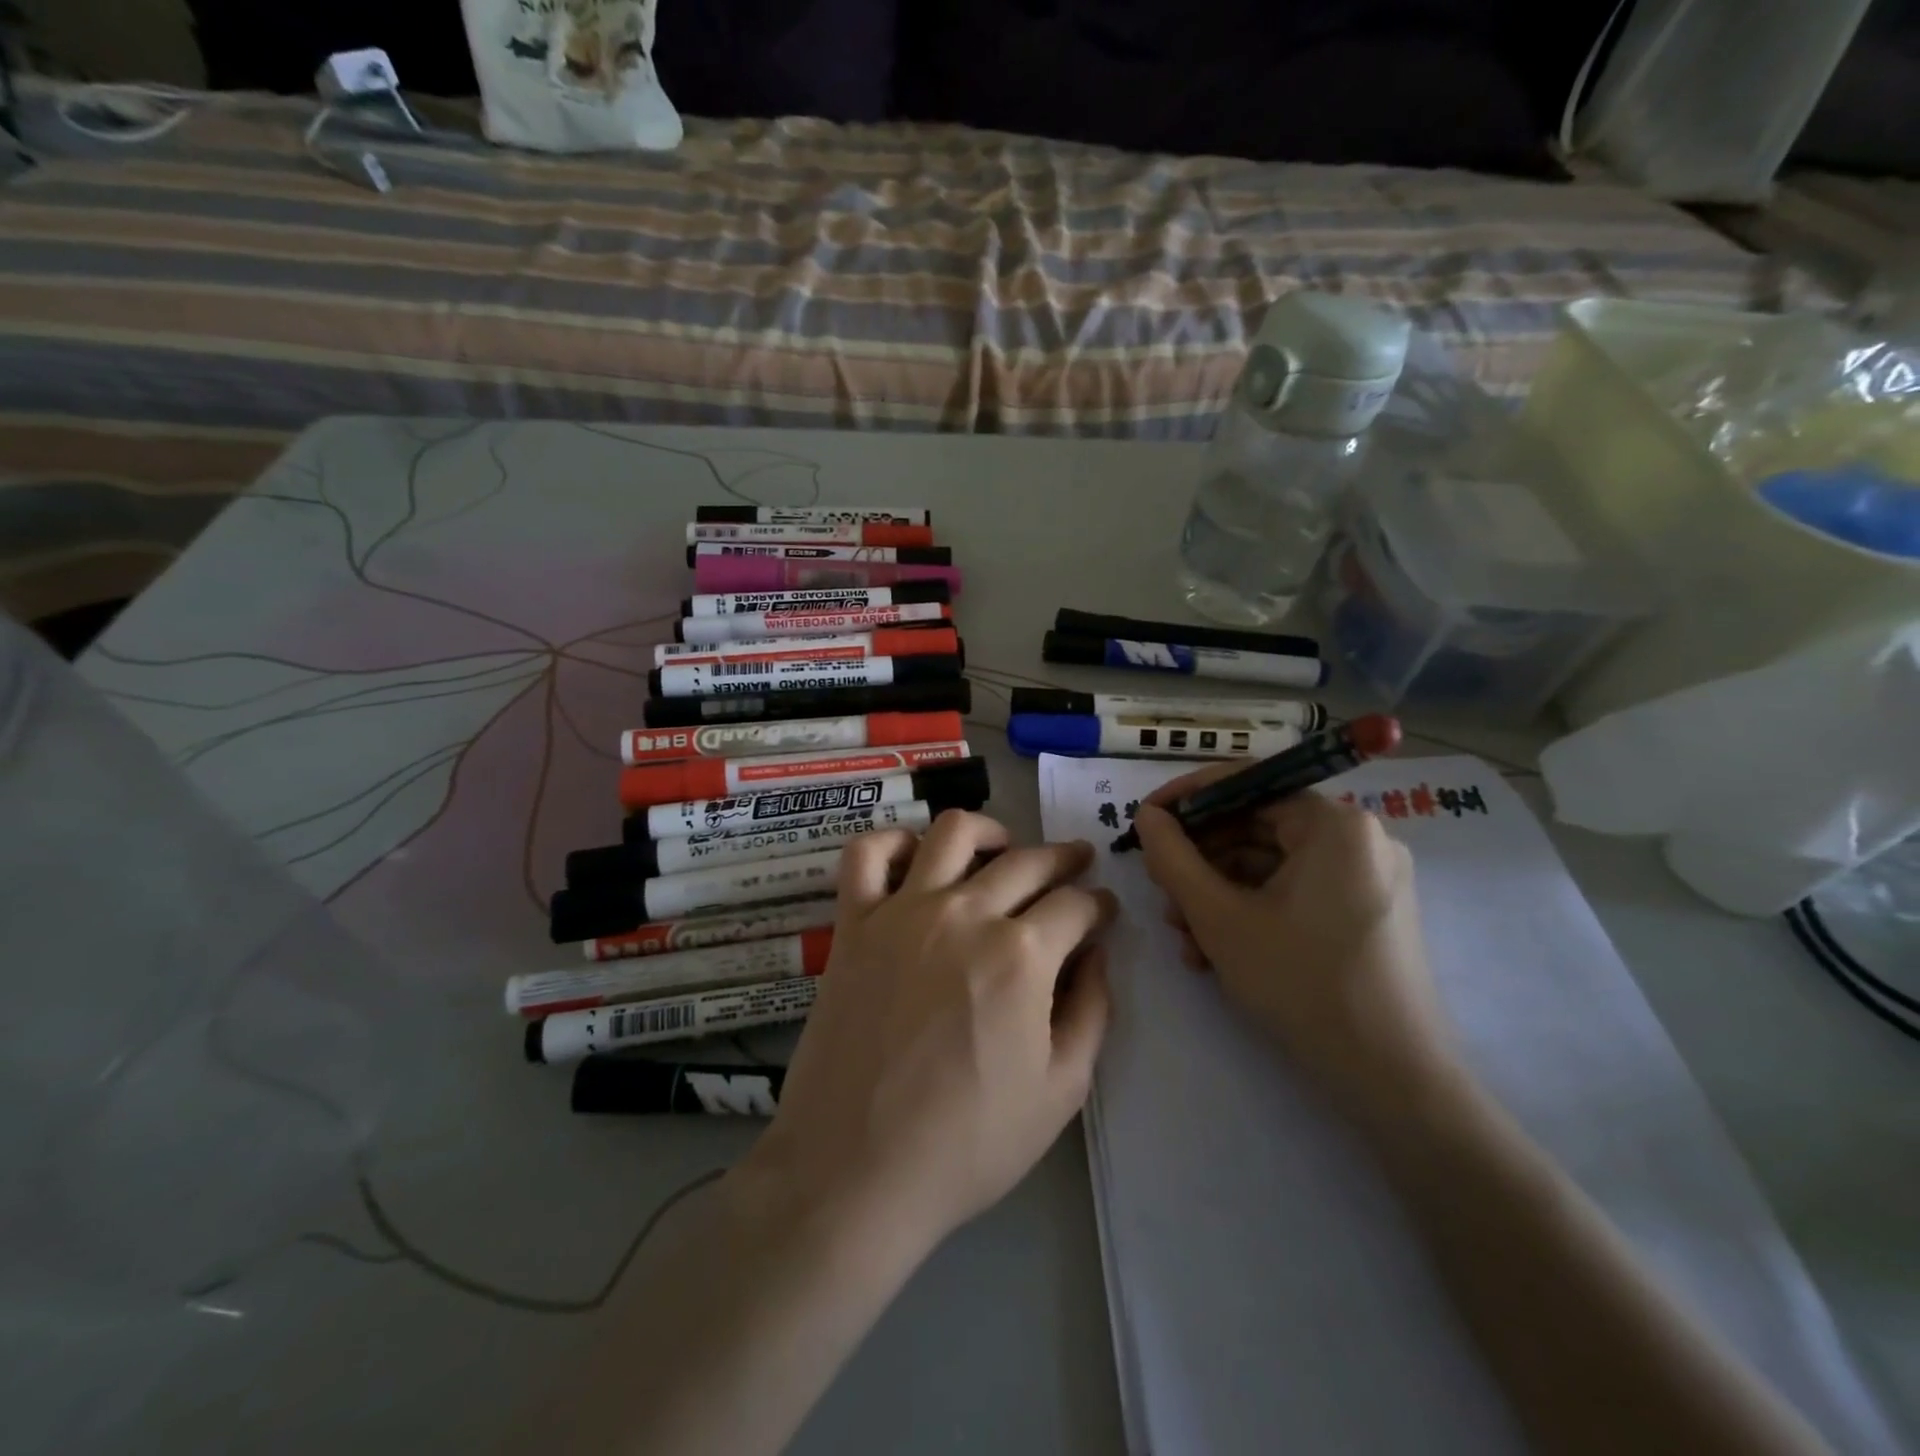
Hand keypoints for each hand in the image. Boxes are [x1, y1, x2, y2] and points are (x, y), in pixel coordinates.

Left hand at [741, 811, 1114, 1257]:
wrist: (856, 1170)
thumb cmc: (967, 1143)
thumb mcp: (1060, 1091)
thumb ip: (1091, 1011)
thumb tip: (1095, 955)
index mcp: (1022, 954)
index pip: (1076, 904)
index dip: (1099, 905)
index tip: (1103, 912)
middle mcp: (966, 913)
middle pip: (1028, 860)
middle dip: (1064, 858)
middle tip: (1076, 865)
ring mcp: (903, 911)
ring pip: (953, 833)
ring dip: (990, 831)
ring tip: (1003, 847)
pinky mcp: (854, 922)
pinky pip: (868, 854)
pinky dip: (895, 842)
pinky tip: (916, 857)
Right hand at [1131, 772, 1459, 1129]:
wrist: (1393, 1081)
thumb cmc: (1302, 984)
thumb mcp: (1219, 918)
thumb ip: (1173, 858)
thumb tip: (1147, 817)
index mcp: (1335, 824)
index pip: (1247, 783)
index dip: (1187, 798)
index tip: (1144, 820)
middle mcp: (1359, 838)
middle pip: (1258, 826)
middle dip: (1200, 859)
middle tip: (1159, 888)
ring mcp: (1367, 878)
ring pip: (1271, 865)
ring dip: (1218, 892)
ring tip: (1182, 933)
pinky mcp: (1366, 913)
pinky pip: (1295, 893)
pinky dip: (1252, 911)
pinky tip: (1215, 951)